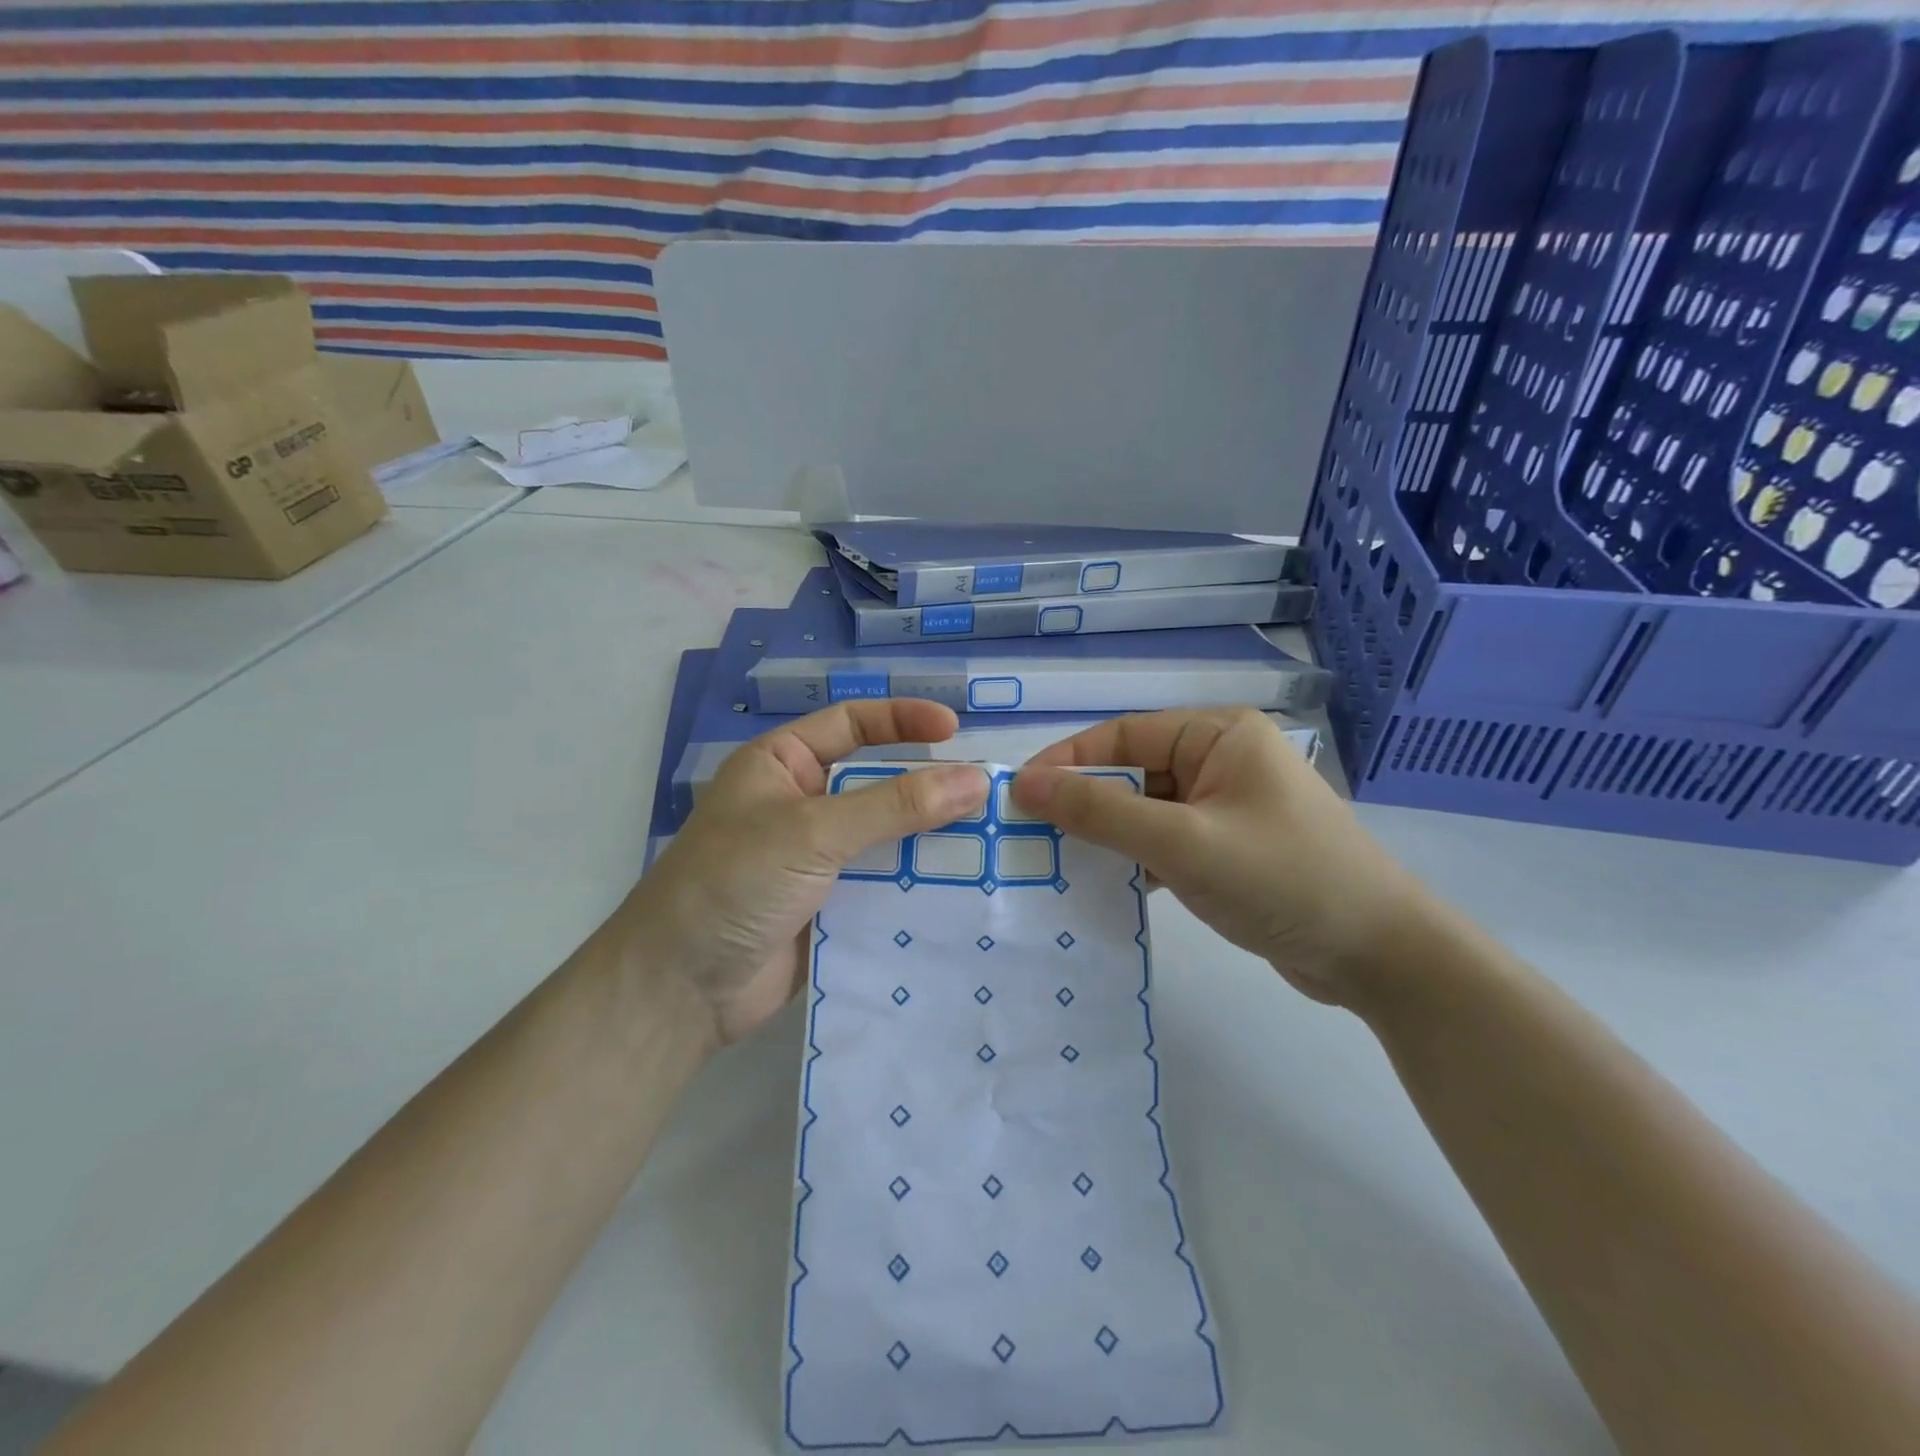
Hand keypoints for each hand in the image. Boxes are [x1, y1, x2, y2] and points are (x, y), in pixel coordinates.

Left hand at [622, 699, 988, 1045]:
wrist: (679, 990)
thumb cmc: (733, 883)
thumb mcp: (813, 832)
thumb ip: (894, 805)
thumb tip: (975, 780)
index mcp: (781, 764)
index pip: (851, 723)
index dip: (902, 720)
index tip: (955, 731)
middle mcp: (801, 804)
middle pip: (877, 782)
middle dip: (927, 787)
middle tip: (988, 795)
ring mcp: (816, 858)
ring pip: (886, 836)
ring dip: (930, 839)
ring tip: (990, 841)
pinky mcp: (831, 906)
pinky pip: (884, 884)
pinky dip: (917, 884)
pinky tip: (963, 888)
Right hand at [1011, 709, 1434, 1005]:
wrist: (1380, 957)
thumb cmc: (1282, 880)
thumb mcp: (1183, 843)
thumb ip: (1101, 812)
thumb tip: (1024, 784)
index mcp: (1218, 734)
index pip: (1121, 736)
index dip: (1066, 762)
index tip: (1016, 795)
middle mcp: (1221, 760)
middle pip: (1131, 773)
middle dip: (1083, 804)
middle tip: (1029, 836)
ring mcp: (1226, 806)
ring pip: (1145, 811)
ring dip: (1106, 836)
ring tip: (1055, 863)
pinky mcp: (1228, 847)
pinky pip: (1165, 842)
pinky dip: (1134, 860)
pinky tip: (1104, 886)